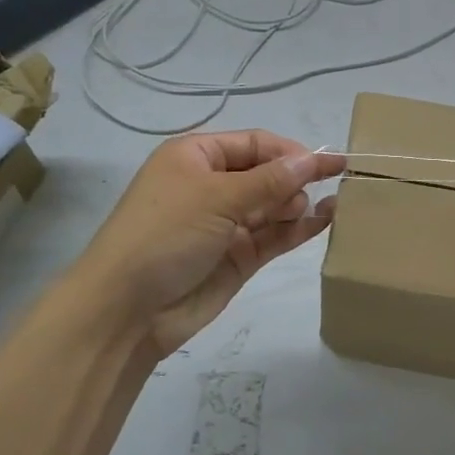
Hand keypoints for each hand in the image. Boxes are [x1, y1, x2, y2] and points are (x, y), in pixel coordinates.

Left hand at [82, 131, 345, 368]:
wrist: (126, 311)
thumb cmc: (165, 235)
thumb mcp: (217, 197)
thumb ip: (270, 180)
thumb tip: (313, 160)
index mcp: (196, 157)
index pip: (255, 143)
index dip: (290, 151)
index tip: (325, 163)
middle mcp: (212, 186)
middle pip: (267, 173)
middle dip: (296, 178)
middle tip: (318, 191)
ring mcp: (227, 223)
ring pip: (275, 205)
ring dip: (301, 202)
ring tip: (328, 205)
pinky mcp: (239, 257)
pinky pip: (276, 235)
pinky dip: (300, 228)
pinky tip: (326, 219)